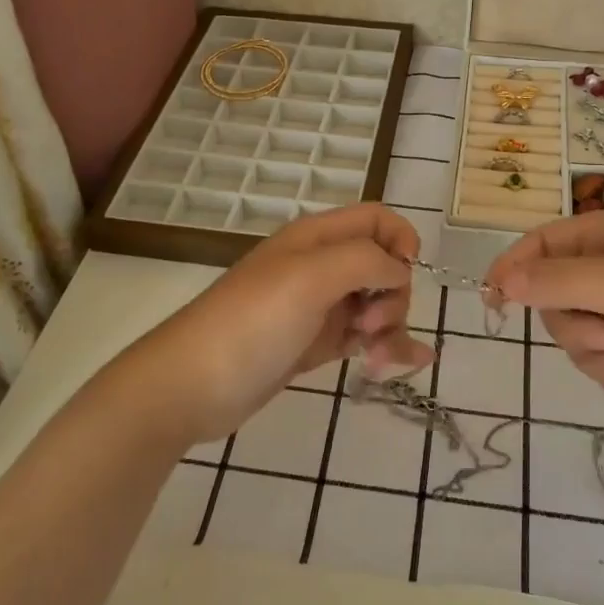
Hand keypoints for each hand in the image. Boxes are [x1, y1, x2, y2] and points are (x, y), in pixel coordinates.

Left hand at [127, 203, 433, 445]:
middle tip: (369, 326)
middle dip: (393, 295)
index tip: (407, 273)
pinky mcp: (313, 343)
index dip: (401, 239)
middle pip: (382, 264)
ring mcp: (317, 306)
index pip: (376, 219)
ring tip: (379, 362)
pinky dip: (388, 346)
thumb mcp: (311, 277)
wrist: (192, 385)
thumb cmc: (253, 321)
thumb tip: (399, 270)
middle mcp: (320, 265)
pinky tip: (411, 363)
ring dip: (391, 328)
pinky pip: (363, 337)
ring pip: (375, 304)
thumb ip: (365, 260)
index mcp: (317, 238)